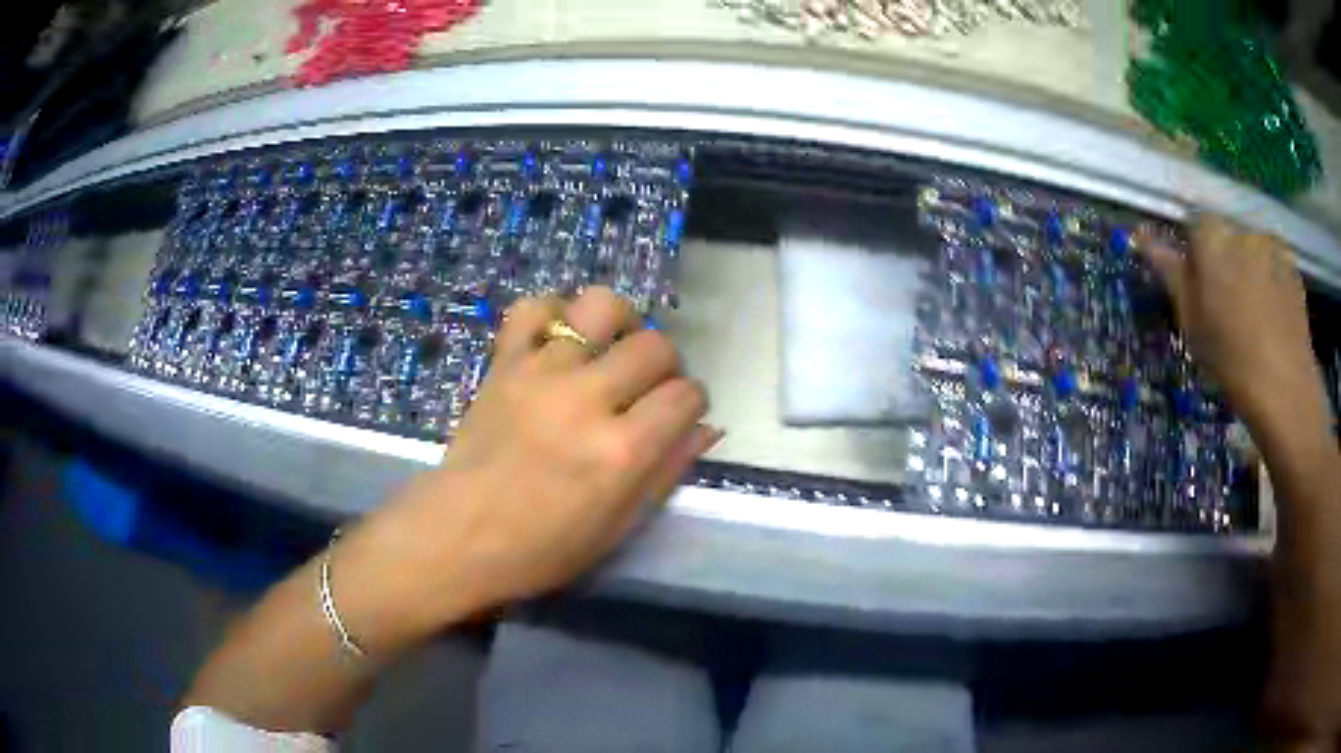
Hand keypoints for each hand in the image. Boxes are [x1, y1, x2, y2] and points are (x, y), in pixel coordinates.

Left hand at [358, 287, 720, 629]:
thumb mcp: (618, 527)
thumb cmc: (543, 547)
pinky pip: (534, 307)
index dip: (692, 404)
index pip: (686, 396)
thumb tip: (706, 427)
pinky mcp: (504, 362)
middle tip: (646, 389)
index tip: (678, 416)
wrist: (460, 534)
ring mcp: (541, 372)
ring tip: (611, 350)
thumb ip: (666, 471)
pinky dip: (554, 314)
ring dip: (620, 324)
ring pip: (602, 307)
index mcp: (621, 451)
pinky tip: (560, 340)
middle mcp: (586, 400)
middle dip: (665, 365)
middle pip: (654, 346)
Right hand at [1140, 215, 1327, 435]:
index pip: (1195, 225)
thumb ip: (1171, 273)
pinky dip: (1271, 281)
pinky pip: (1274, 264)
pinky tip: (1273, 316)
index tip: (1199, 289)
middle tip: (1227, 306)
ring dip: (1249, 269)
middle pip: (1226, 235)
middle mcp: (1241, 228)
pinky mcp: (1292, 267)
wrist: (1285, 388)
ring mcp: (1271, 245)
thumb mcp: (1192, 323)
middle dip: (1225, 260)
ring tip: (1255, 315)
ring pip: (1252, 249)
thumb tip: (1143, 238)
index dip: (1195, 255)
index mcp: (1211, 235)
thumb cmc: (1231, 358)